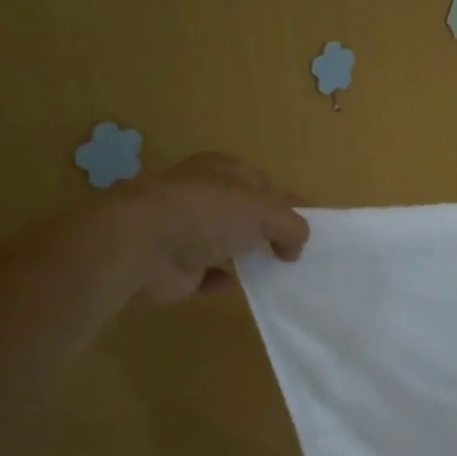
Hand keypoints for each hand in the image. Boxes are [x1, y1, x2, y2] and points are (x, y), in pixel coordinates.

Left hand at [107, 152, 309, 303]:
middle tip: (297, 252)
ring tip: (277, 272)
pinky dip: (222, 280)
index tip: (315, 224)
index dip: (290, 202)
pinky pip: (207, 274)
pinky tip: (238, 285)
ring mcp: (186, 230)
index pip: (265, 183)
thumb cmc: (209, 213)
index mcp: (223, 169)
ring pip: (226, 242)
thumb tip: (295, 247)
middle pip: (246, 213)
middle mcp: (203, 195)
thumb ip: (292, 225)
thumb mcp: (265, 210)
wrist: (141, 246)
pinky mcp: (175, 265)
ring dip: (247, 255)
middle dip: (269, 230)